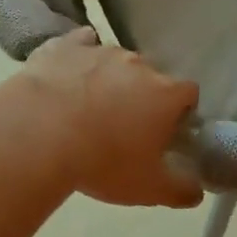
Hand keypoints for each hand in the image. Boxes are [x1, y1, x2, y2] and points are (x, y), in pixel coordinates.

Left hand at [18, 29, 203, 207]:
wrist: (39, 135)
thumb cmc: (103, 162)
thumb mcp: (149, 189)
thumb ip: (181, 190)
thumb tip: (197, 192)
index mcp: (166, 94)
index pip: (188, 93)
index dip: (181, 112)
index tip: (167, 132)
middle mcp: (138, 64)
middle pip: (151, 76)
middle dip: (144, 96)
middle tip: (125, 126)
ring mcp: (100, 50)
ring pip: (115, 61)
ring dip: (110, 79)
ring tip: (89, 107)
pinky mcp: (64, 46)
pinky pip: (79, 45)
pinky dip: (79, 58)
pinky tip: (69, 74)